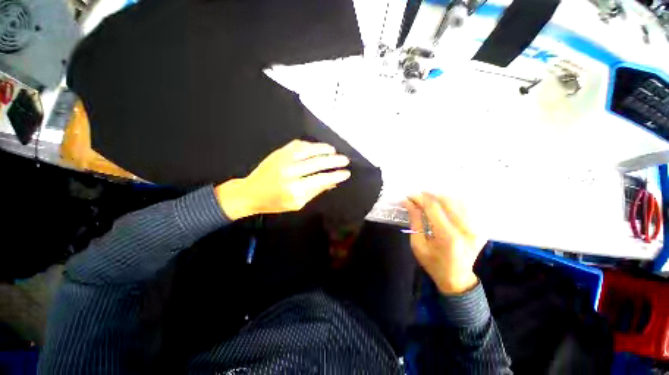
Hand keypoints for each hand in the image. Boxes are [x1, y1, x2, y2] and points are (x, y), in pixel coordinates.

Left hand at [215, 140, 350, 219]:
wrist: (250, 192)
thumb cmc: (275, 203)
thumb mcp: (297, 204)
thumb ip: (315, 191)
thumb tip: (332, 182)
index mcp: (295, 190)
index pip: (321, 180)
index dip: (335, 175)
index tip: (346, 173)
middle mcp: (290, 173)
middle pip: (317, 163)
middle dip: (334, 161)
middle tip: (345, 160)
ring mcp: (283, 160)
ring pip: (308, 151)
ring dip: (323, 149)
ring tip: (334, 150)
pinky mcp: (278, 153)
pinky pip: (297, 145)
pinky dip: (310, 145)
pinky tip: (318, 147)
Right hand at [403, 193, 486, 294]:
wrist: (457, 278)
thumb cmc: (433, 263)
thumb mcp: (418, 244)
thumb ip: (415, 221)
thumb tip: (408, 202)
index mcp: (447, 237)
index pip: (432, 208)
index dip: (419, 199)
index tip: (409, 196)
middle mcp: (465, 230)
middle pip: (447, 201)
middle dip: (430, 195)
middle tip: (418, 195)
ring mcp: (476, 229)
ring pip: (459, 201)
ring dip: (442, 197)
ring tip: (429, 198)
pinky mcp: (480, 229)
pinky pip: (468, 208)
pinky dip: (455, 202)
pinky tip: (444, 203)